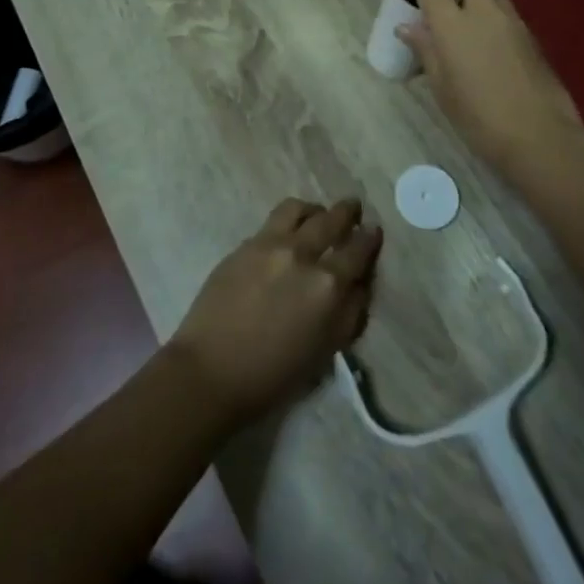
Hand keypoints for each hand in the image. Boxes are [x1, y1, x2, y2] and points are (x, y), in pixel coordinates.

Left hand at [167, 198, 381, 424]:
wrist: (210, 372)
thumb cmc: (273, 376)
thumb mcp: (325, 351)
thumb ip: (349, 313)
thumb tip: (360, 284)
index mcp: (327, 285)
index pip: (358, 250)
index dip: (369, 238)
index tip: (373, 231)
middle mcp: (301, 254)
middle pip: (331, 219)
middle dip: (347, 211)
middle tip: (353, 208)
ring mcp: (269, 244)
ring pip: (298, 209)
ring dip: (314, 210)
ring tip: (316, 215)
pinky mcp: (244, 245)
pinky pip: (272, 222)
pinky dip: (287, 222)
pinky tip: (286, 234)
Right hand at [391, 0, 583, 184]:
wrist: (541, 136)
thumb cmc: (481, 119)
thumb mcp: (444, 88)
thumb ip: (426, 51)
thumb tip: (408, 27)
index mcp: (454, 25)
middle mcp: (483, 10)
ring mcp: (510, 18)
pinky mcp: (527, 32)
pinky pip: (499, 0)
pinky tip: (474, 9)